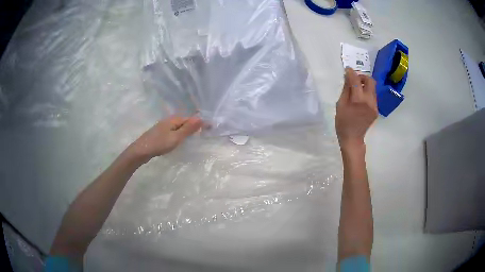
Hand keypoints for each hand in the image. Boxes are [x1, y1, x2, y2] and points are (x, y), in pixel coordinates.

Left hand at [128, 116, 202, 161]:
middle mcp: (169, 120)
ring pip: (179, 126)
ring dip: (188, 129)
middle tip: (206, 131)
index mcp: (174, 120)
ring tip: (196, 135)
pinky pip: (174, 131)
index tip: (211, 127)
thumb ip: (188, 129)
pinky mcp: (160, 133)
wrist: (141, 151)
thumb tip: (201, 118)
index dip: (201, 122)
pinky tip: (181, 139)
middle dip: (195, 125)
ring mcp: (163, 127)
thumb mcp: (176, 137)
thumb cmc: (159, 144)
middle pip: (185, 121)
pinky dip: (181, 133)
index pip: (191, 119)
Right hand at [336, 68, 377, 150]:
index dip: (351, 73)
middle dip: (362, 77)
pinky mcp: (376, 110)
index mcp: (358, 100)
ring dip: (365, 85)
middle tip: (354, 80)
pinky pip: (372, 96)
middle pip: (370, 81)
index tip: (347, 70)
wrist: (353, 139)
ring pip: (373, 88)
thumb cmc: (343, 123)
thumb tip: (348, 78)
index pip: (356, 80)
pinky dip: (366, 93)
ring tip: (357, 89)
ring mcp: (374, 106)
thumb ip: (346, 90)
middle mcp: (369, 101)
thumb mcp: (340, 105)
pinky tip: (360, 99)